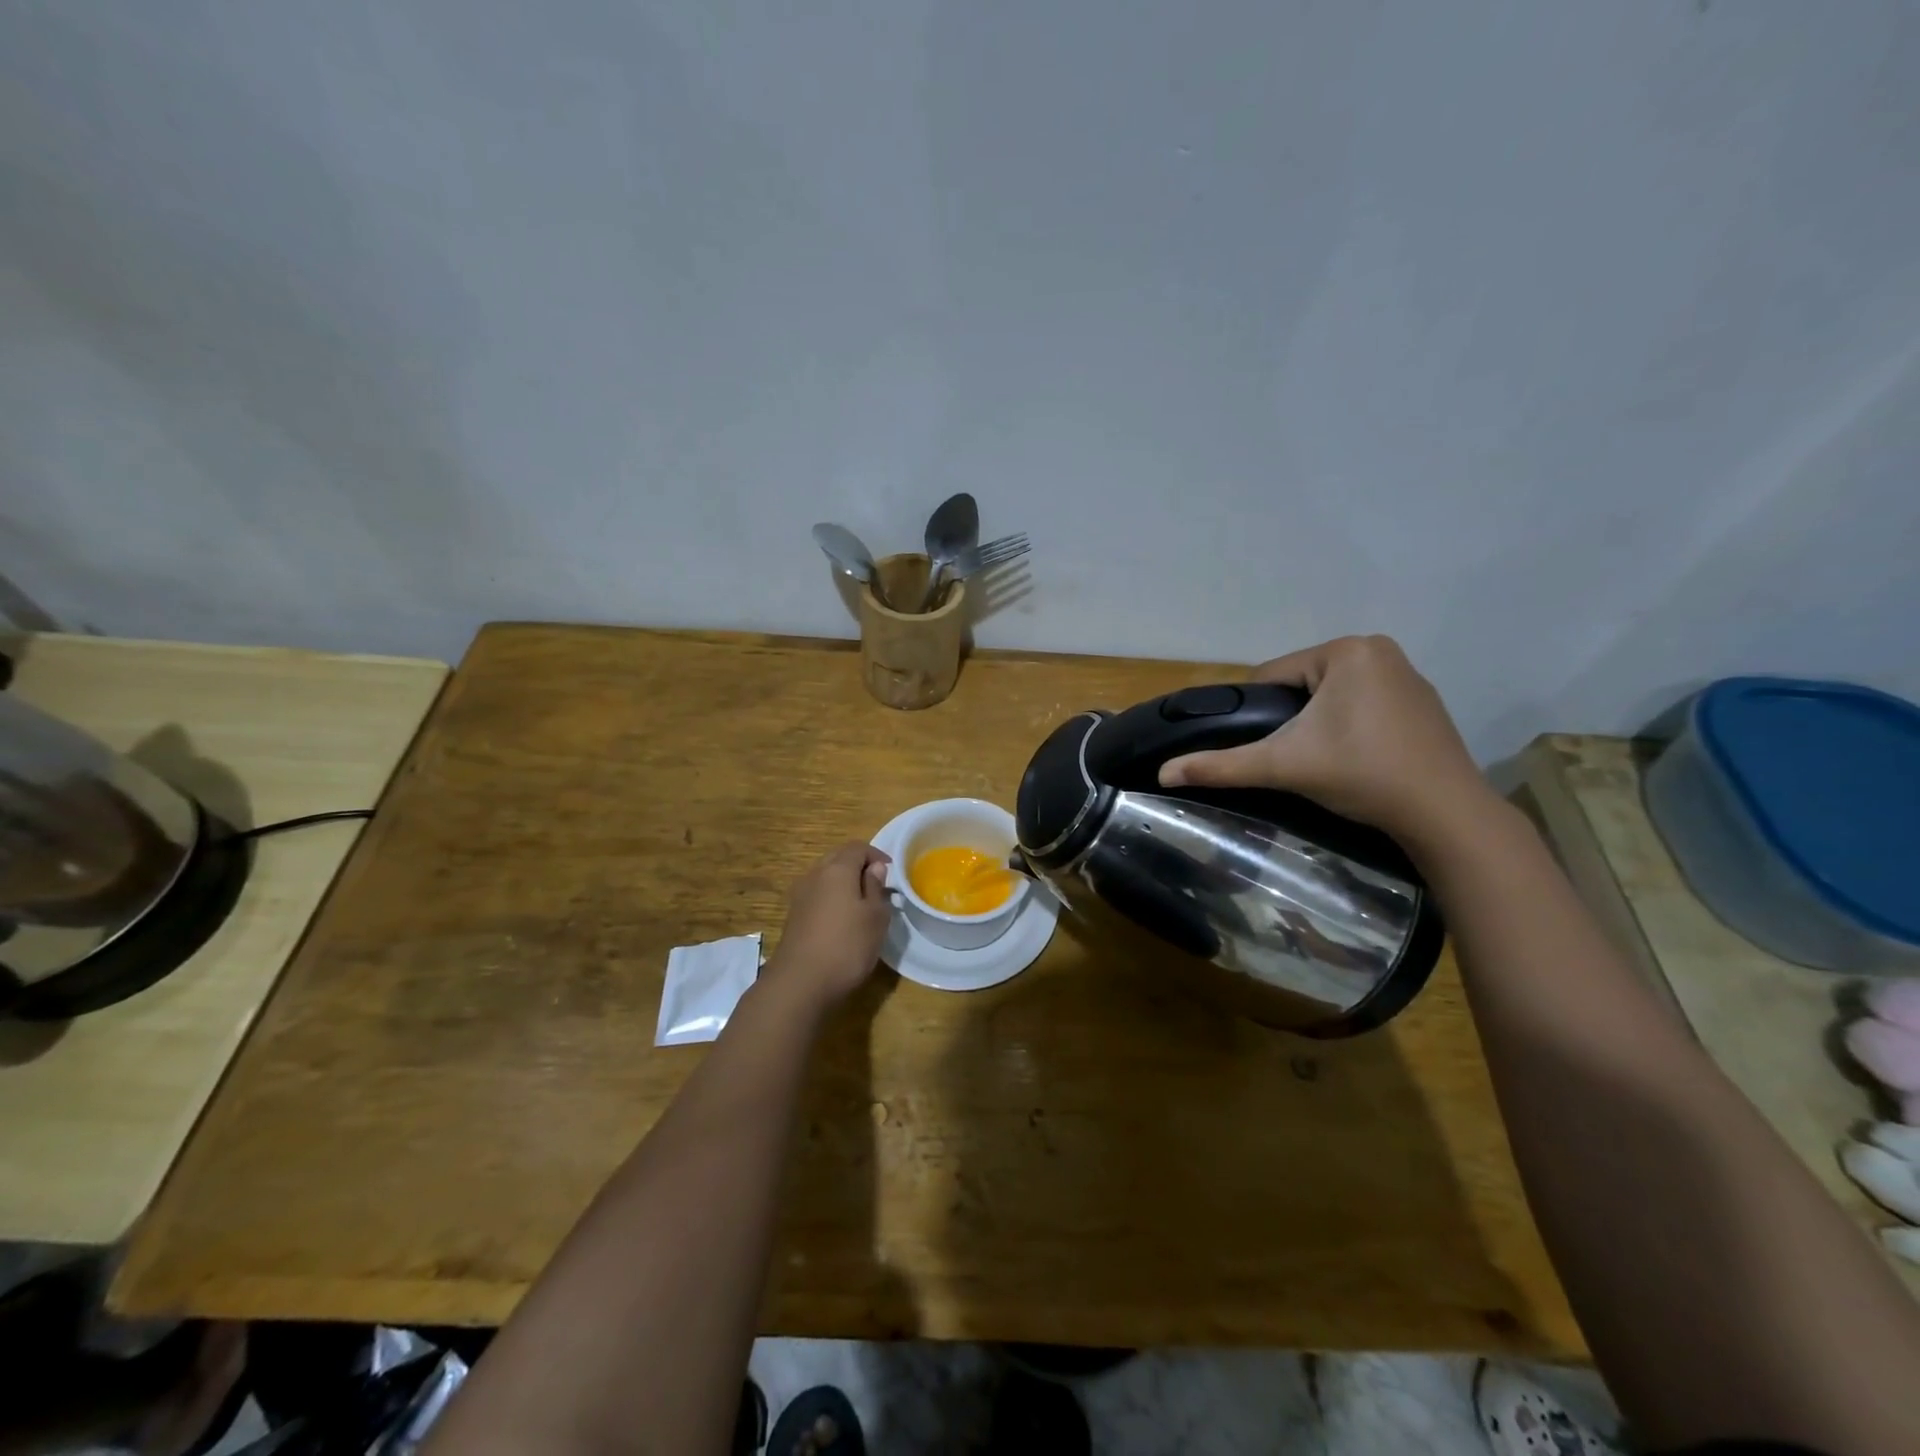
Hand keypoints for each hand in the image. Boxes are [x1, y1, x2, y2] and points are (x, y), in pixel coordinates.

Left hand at [767, 842, 892, 1007]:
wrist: (799, 983)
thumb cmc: (846, 946)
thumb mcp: (875, 917)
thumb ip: (875, 888)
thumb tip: (874, 868)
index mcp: (837, 869)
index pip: (858, 847)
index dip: (877, 855)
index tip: (891, 872)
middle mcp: (814, 875)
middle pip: (838, 858)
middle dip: (858, 866)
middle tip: (877, 886)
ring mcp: (800, 896)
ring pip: (825, 878)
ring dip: (844, 884)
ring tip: (862, 905)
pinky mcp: (793, 917)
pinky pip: (817, 896)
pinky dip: (831, 900)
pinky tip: (842, 922)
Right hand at [1158, 635, 1493, 845]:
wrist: (1445, 813)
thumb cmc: (1361, 774)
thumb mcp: (1283, 766)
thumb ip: (1221, 765)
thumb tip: (1161, 773)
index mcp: (1345, 650)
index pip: (1273, 676)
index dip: (1259, 713)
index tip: (1266, 748)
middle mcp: (1379, 649)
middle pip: (1303, 685)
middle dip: (1291, 719)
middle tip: (1296, 759)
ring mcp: (1408, 674)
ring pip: (1333, 696)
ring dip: (1319, 723)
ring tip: (1323, 762)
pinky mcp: (1424, 701)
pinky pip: (1364, 704)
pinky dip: (1351, 726)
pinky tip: (1356, 758)